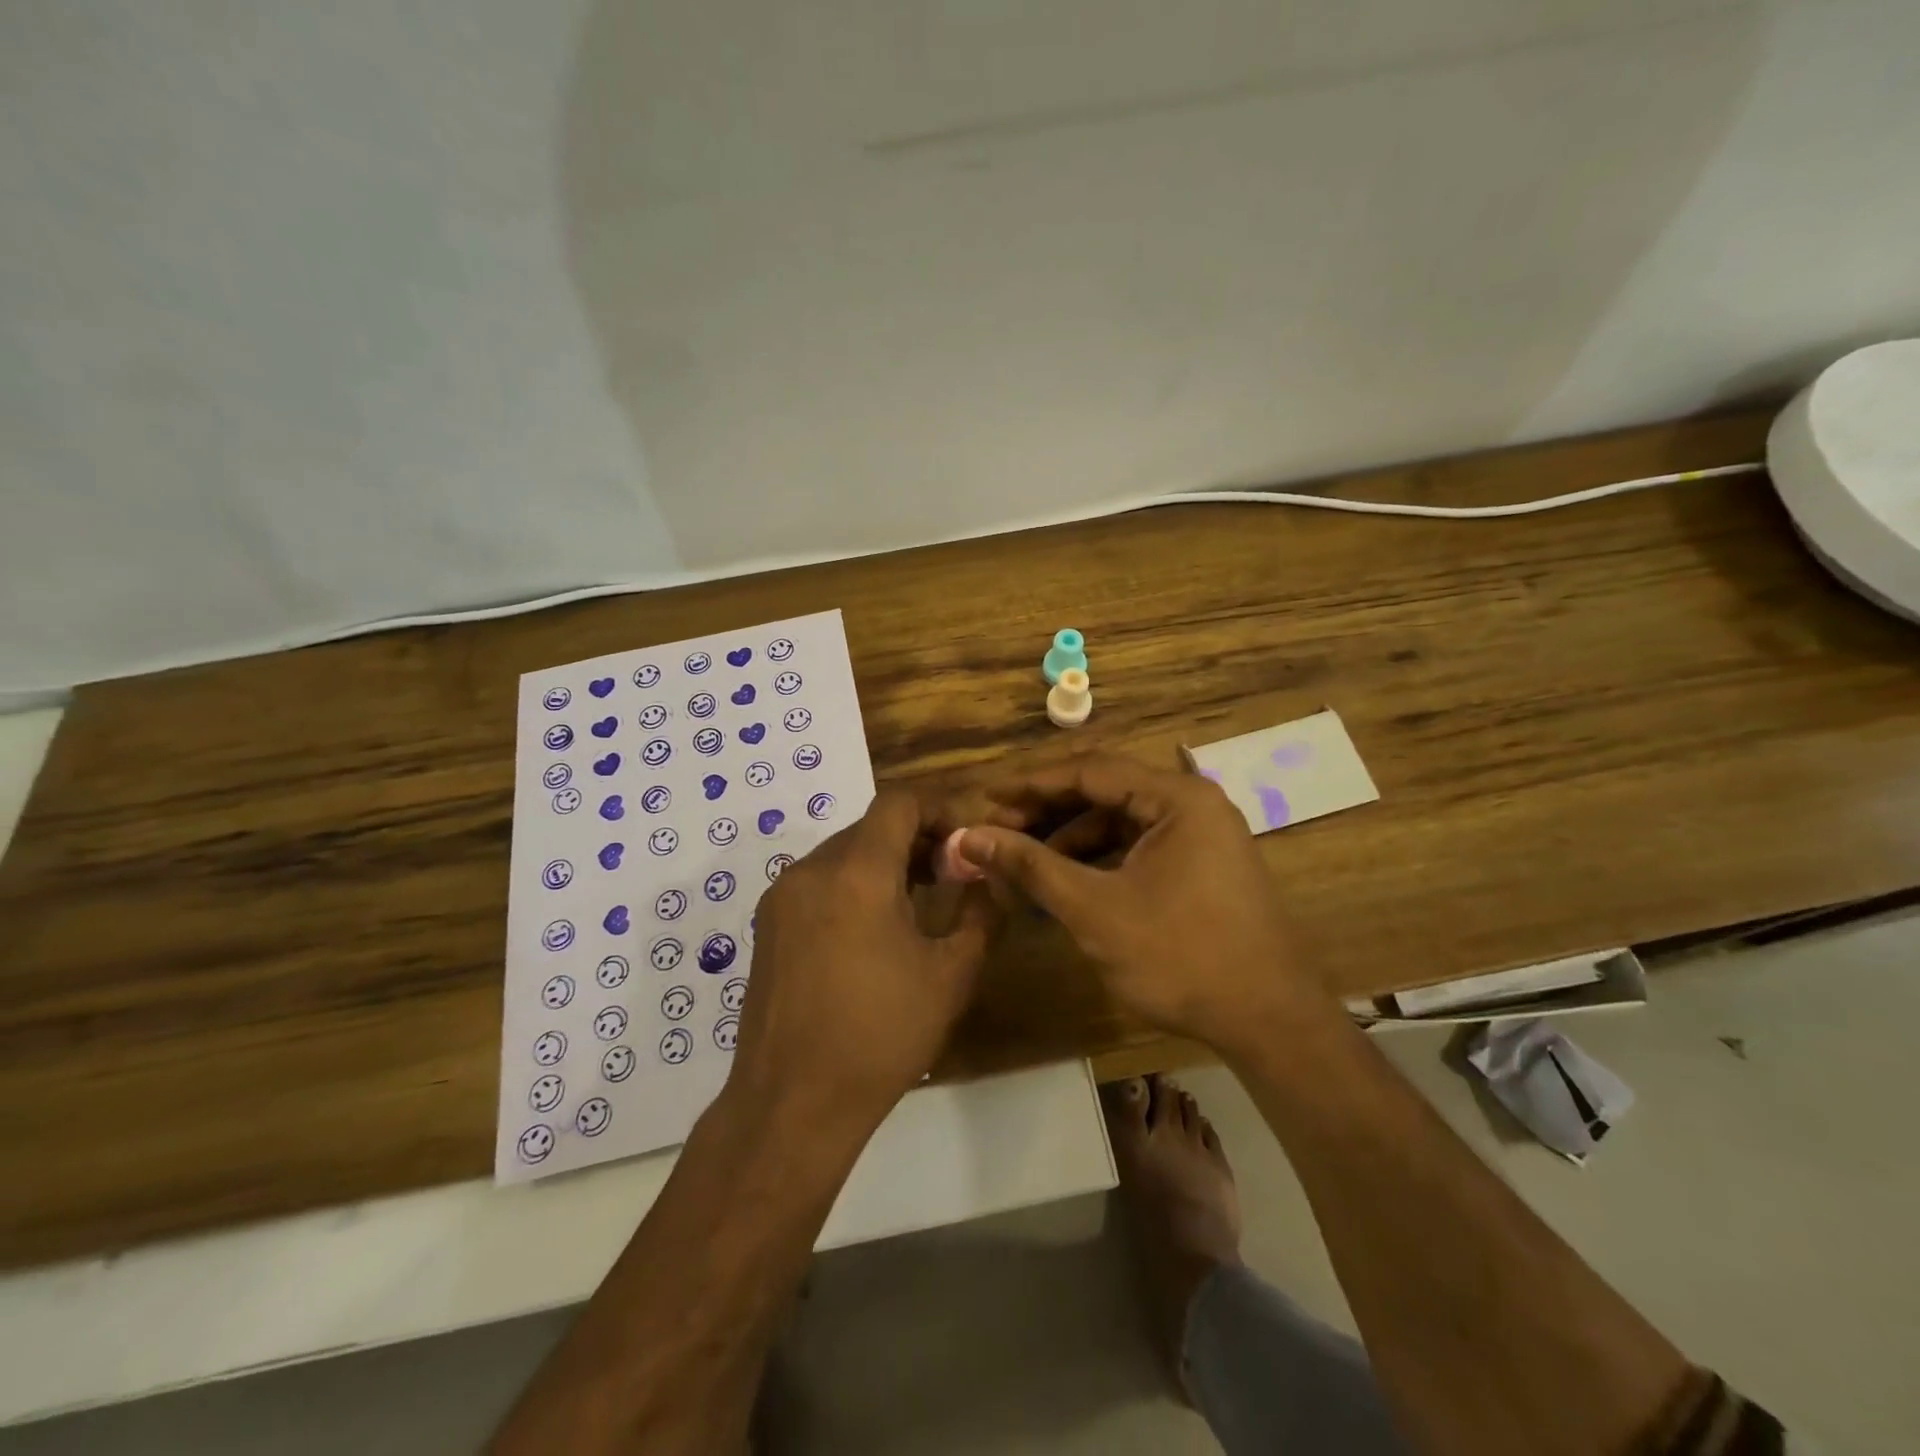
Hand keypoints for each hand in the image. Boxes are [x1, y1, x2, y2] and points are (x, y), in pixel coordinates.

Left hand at [727, 788, 993, 1132]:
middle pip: (870, 827)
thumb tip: (988, 879)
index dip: (937, 810)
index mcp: (857, 873)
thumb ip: (980, 914)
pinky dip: (851, 885)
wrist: (793, 1102)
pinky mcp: (766, 925)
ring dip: (882, 863)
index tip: (964, 842)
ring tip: (916, 902)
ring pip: (842, 854)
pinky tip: (871, 930)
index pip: (898, 803)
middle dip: (914, 840)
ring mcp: (781, 897)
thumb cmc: (881, 1035)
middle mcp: (812, 870)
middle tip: (949, 875)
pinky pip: (817, 882)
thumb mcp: (951, 975)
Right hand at [953, 754, 1324, 1050]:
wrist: (1269, 1022)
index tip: (987, 797)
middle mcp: (1193, 805)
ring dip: (1071, 838)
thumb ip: (1031, 866)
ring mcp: (1201, 837)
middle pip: (1106, 792)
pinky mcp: (1202, 867)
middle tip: (999, 830)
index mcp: (1177, 798)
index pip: (1090, 771)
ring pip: (1121, 822)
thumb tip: (971, 836)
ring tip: (1024, 862)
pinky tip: (1065, 882)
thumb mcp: (1094, 908)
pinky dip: (1100, 860)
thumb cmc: (1180, 956)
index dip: (1033, 784)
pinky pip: (1139, 848)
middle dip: (1049, 811)